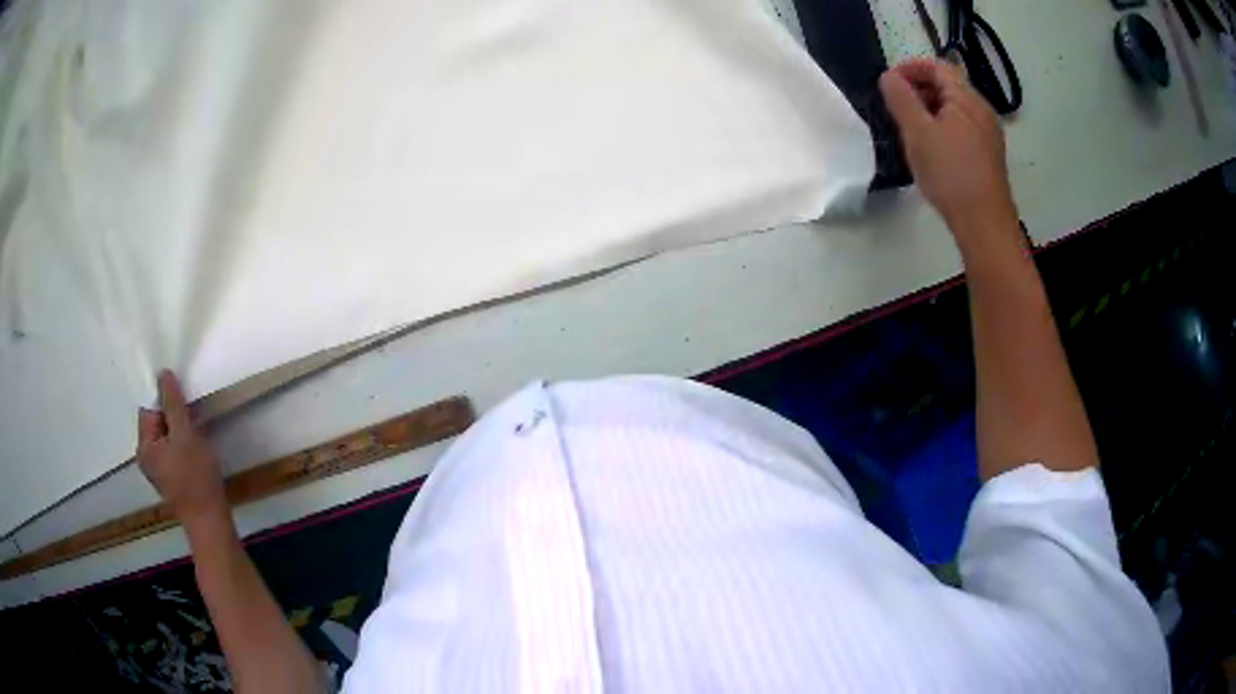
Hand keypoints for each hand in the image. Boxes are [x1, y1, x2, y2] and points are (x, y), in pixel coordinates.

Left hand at [137, 371, 228, 528]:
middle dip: (174, 415)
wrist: (210, 520)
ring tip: (196, 434)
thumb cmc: (196, 476)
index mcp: (144, 446)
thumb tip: (163, 374)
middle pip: (157, 423)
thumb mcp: (185, 434)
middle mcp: (147, 457)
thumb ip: (173, 403)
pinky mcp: (172, 478)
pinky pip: (173, 450)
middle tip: (192, 417)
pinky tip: (196, 450)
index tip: (183, 399)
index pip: (149, 409)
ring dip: (180, 430)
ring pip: (167, 437)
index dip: (165, 400)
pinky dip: (183, 444)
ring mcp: (159, 470)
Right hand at [879, 59, 1017, 243]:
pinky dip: (944, 128)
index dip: (911, 68)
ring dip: (930, 110)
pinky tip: (932, 150)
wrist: (985, 225)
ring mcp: (989, 135)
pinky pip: (963, 129)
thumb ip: (901, 100)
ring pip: (955, 109)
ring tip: (911, 130)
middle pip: (948, 86)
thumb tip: (888, 77)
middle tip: (896, 108)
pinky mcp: (989, 156)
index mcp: (967, 100)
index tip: (889, 83)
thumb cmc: (951, 175)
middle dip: (919, 90)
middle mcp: (982, 111)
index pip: (938, 67)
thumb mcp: (918, 133)